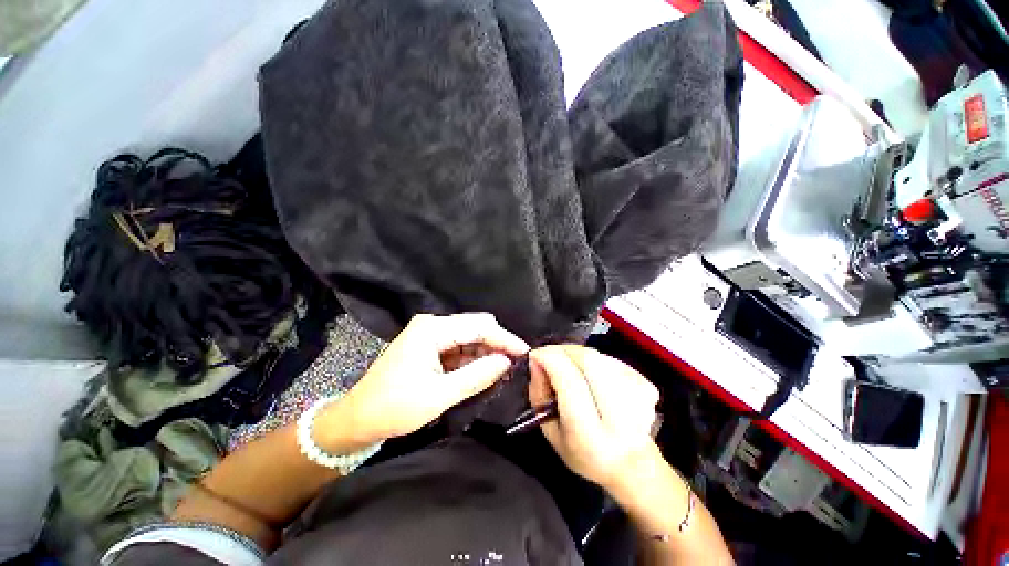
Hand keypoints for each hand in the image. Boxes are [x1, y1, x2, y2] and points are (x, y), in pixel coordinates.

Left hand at [322, 313, 528, 446]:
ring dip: (486, 352)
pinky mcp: (430, 347)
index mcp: (432, 329)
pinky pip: (460, 348)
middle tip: (516, 362)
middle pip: (475, 327)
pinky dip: (474, 359)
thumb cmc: (394, 407)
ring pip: (469, 338)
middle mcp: (433, 325)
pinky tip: (485, 370)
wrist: (357, 419)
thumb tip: (507, 361)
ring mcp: (431, 335)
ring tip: (504, 369)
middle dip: (497, 344)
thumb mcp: (439, 395)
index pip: (479, 327)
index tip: (525, 352)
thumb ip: (477, 375)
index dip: (504, 339)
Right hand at [528, 345, 659, 491]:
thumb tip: (536, 360)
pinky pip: (609, 358)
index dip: (549, 359)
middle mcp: (619, 415)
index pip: (569, 380)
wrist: (633, 464)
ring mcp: (638, 397)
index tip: (535, 355)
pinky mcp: (646, 385)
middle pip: (587, 360)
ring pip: (597, 355)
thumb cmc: (584, 453)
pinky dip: (592, 359)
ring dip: (576, 354)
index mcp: (590, 434)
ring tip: (567, 366)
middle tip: (549, 355)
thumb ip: (539, 395)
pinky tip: (589, 374)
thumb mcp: (551, 433)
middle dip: (562, 351)